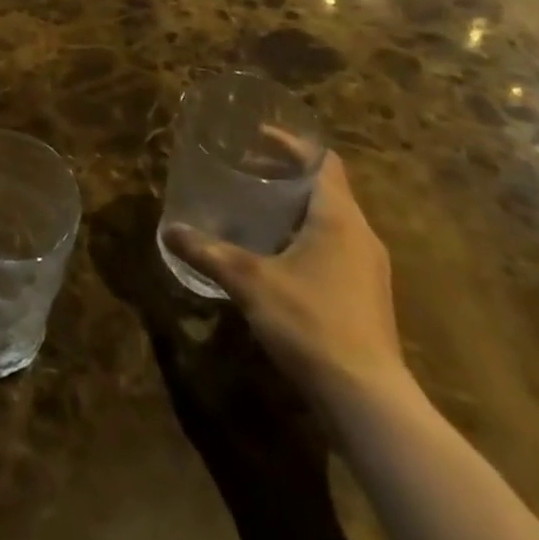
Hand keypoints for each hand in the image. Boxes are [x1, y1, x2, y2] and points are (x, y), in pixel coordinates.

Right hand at [165, 152, 404, 405]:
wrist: (368, 402)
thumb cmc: (310, 322)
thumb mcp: (248, 281)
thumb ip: (207, 252)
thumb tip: (168, 230)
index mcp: (338, 217)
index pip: (323, 161)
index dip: (291, 145)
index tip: (257, 138)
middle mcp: (361, 236)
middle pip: (326, 188)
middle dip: (287, 176)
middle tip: (246, 170)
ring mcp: (369, 270)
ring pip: (332, 221)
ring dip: (297, 209)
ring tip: (257, 209)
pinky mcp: (368, 299)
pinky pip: (337, 249)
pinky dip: (307, 238)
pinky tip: (277, 256)